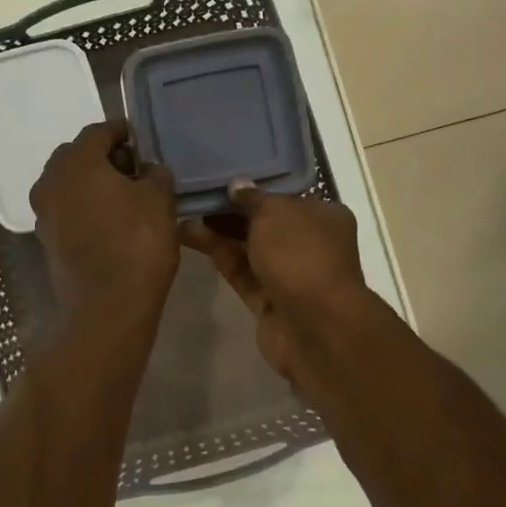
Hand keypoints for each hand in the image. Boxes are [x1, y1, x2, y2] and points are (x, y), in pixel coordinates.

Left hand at [30, 121, 179, 320]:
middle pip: (77, 156)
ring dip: (92, 184)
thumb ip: (155, 173)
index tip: (140, 139)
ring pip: (69, 185)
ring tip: (124, 196)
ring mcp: (44, 213)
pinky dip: (84, 208)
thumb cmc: (137, 243)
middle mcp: (50, 181)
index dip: (121, 132)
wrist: (108, 306)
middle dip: (103, 157)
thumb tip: (148, 169)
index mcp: (76, 162)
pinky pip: (66, 211)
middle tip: (133, 168)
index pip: (98, 132)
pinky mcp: (46, 240)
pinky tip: (110, 221)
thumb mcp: (159, 199)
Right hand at [180, 180, 368, 384]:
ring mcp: (288, 274)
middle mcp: (309, 243)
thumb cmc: (301, 256)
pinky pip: (240, 271)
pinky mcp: (267, 300)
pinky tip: (188, 237)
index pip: (284, 197)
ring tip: (182, 213)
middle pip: (264, 223)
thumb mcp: (276, 213)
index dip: (253, 189)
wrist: (315, 327)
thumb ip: (253, 198)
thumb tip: (236, 186)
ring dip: (217, 232)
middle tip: (194, 195)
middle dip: (230, 211)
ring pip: (248, 248)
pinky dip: (218, 255)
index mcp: (323, 216)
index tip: (220, 179)